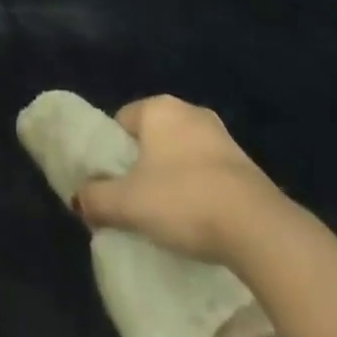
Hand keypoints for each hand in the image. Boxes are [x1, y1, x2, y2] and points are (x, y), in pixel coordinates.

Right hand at [75, 95, 288, 262]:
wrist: (258, 228)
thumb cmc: (183, 200)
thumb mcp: (128, 204)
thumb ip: (96, 198)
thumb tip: (78, 198)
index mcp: (158, 108)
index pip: (122, 120)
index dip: (113, 152)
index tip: (113, 183)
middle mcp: (190, 111)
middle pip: (152, 136)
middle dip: (143, 164)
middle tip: (136, 200)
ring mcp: (222, 136)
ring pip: (182, 153)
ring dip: (173, 177)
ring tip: (168, 215)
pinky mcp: (247, 165)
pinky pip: (209, 172)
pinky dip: (200, 189)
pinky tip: (200, 219)